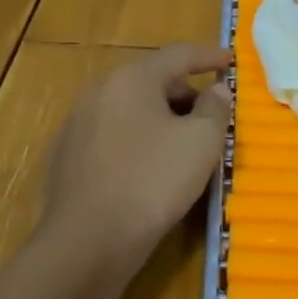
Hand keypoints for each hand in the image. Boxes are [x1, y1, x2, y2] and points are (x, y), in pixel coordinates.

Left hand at [40, 44, 232, 265]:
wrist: (85, 243)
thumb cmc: (151, 182)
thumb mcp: (200, 143)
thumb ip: (215, 109)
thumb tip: (217, 89)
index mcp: (132, 78)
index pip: (178, 55)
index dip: (208, 56)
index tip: (230, 60)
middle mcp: (100, 90)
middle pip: (152, 81)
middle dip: (186, 94)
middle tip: (212, 114)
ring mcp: (78, 123)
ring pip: (130, 110)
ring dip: (161, 119)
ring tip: (184, 145)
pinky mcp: (67, 156)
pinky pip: (112, 136)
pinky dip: (137, 141)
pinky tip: (149, 169)